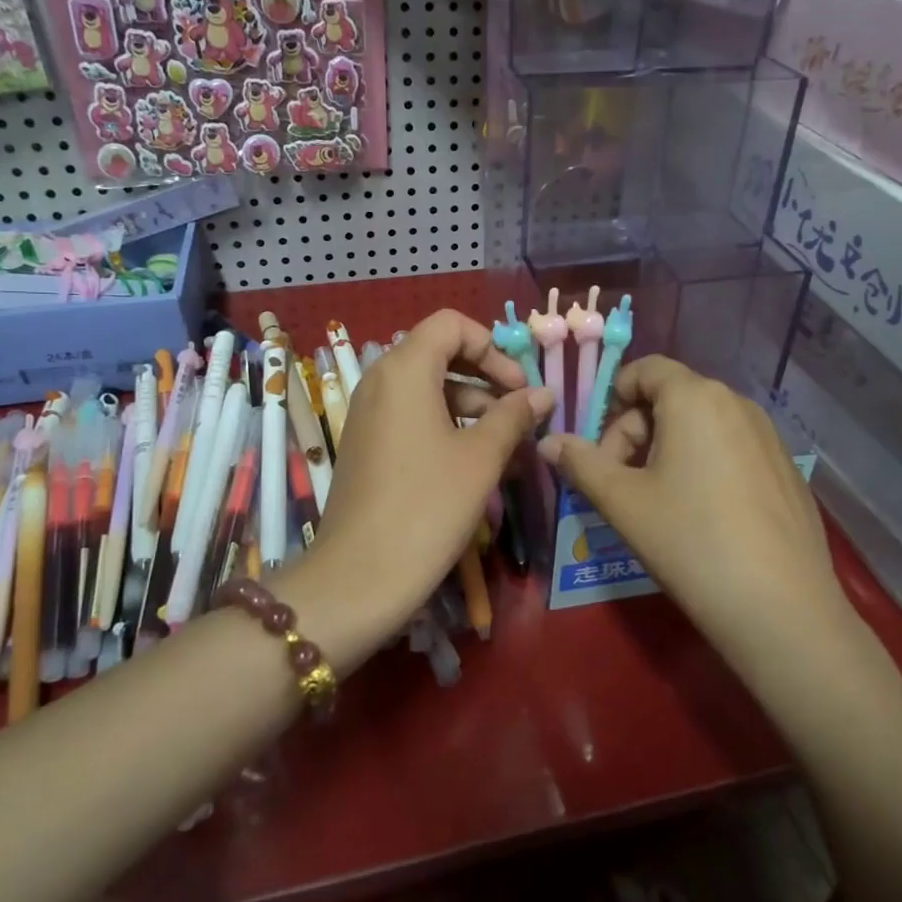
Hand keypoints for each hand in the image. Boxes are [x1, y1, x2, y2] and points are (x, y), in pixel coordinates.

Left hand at [309, 310, 551, 633]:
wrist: (358, 577)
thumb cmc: (427, 506)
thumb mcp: (481, 458)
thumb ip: (514, 415)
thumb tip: (544, 393)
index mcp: (404, 369)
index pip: (451, 324)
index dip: (492, 345)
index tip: (519, 385)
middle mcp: (379, 380)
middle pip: (439, 353)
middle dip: (485, 375)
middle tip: (520, 411)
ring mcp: (368, 414)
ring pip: (427, 388)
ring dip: (470, 404)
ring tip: (508, 441)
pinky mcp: (366, 444)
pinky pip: (411, 415)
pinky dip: (445, 424)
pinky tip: (474, 460)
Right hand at [539, 356, 839, 633]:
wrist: (780, 608)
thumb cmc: (689, 541)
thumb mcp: (622, 501)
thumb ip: (581, 463)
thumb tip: (549, 441)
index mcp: (695, 398)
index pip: (645, 369)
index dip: (612, 399)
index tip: (600, 449)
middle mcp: (737, 403)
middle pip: (671, 397)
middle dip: (635, 431)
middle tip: (620, 483)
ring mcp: (769, 436)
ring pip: (702, 424)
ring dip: (667, 449)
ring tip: (658, 502)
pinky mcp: (786, 469)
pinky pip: (732, 448)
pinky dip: (705, 465)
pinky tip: (703, 517)